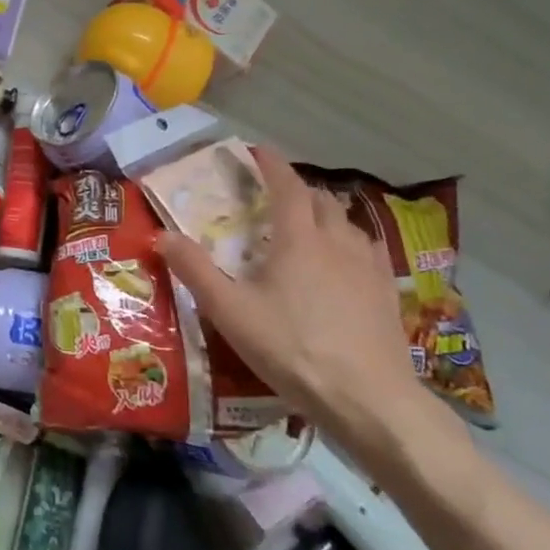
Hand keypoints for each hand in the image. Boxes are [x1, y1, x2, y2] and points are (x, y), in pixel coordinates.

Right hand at [156, 145, 449, 474]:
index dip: (271, 165)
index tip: (256, 151)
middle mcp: (338, 242)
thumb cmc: (292, 348)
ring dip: (326, 215)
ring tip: (308, 228)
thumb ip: (194, 270)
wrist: (368, 398)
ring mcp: (369, 267)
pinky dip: (350, 243)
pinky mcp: (388, 293)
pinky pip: (368, 251)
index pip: (287, 186)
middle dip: (298, 190)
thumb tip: (161, 234)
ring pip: (348, 224)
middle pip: (321, 200)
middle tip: (274, 197)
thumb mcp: (230, 311)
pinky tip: (344, 265)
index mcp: (299, 239)